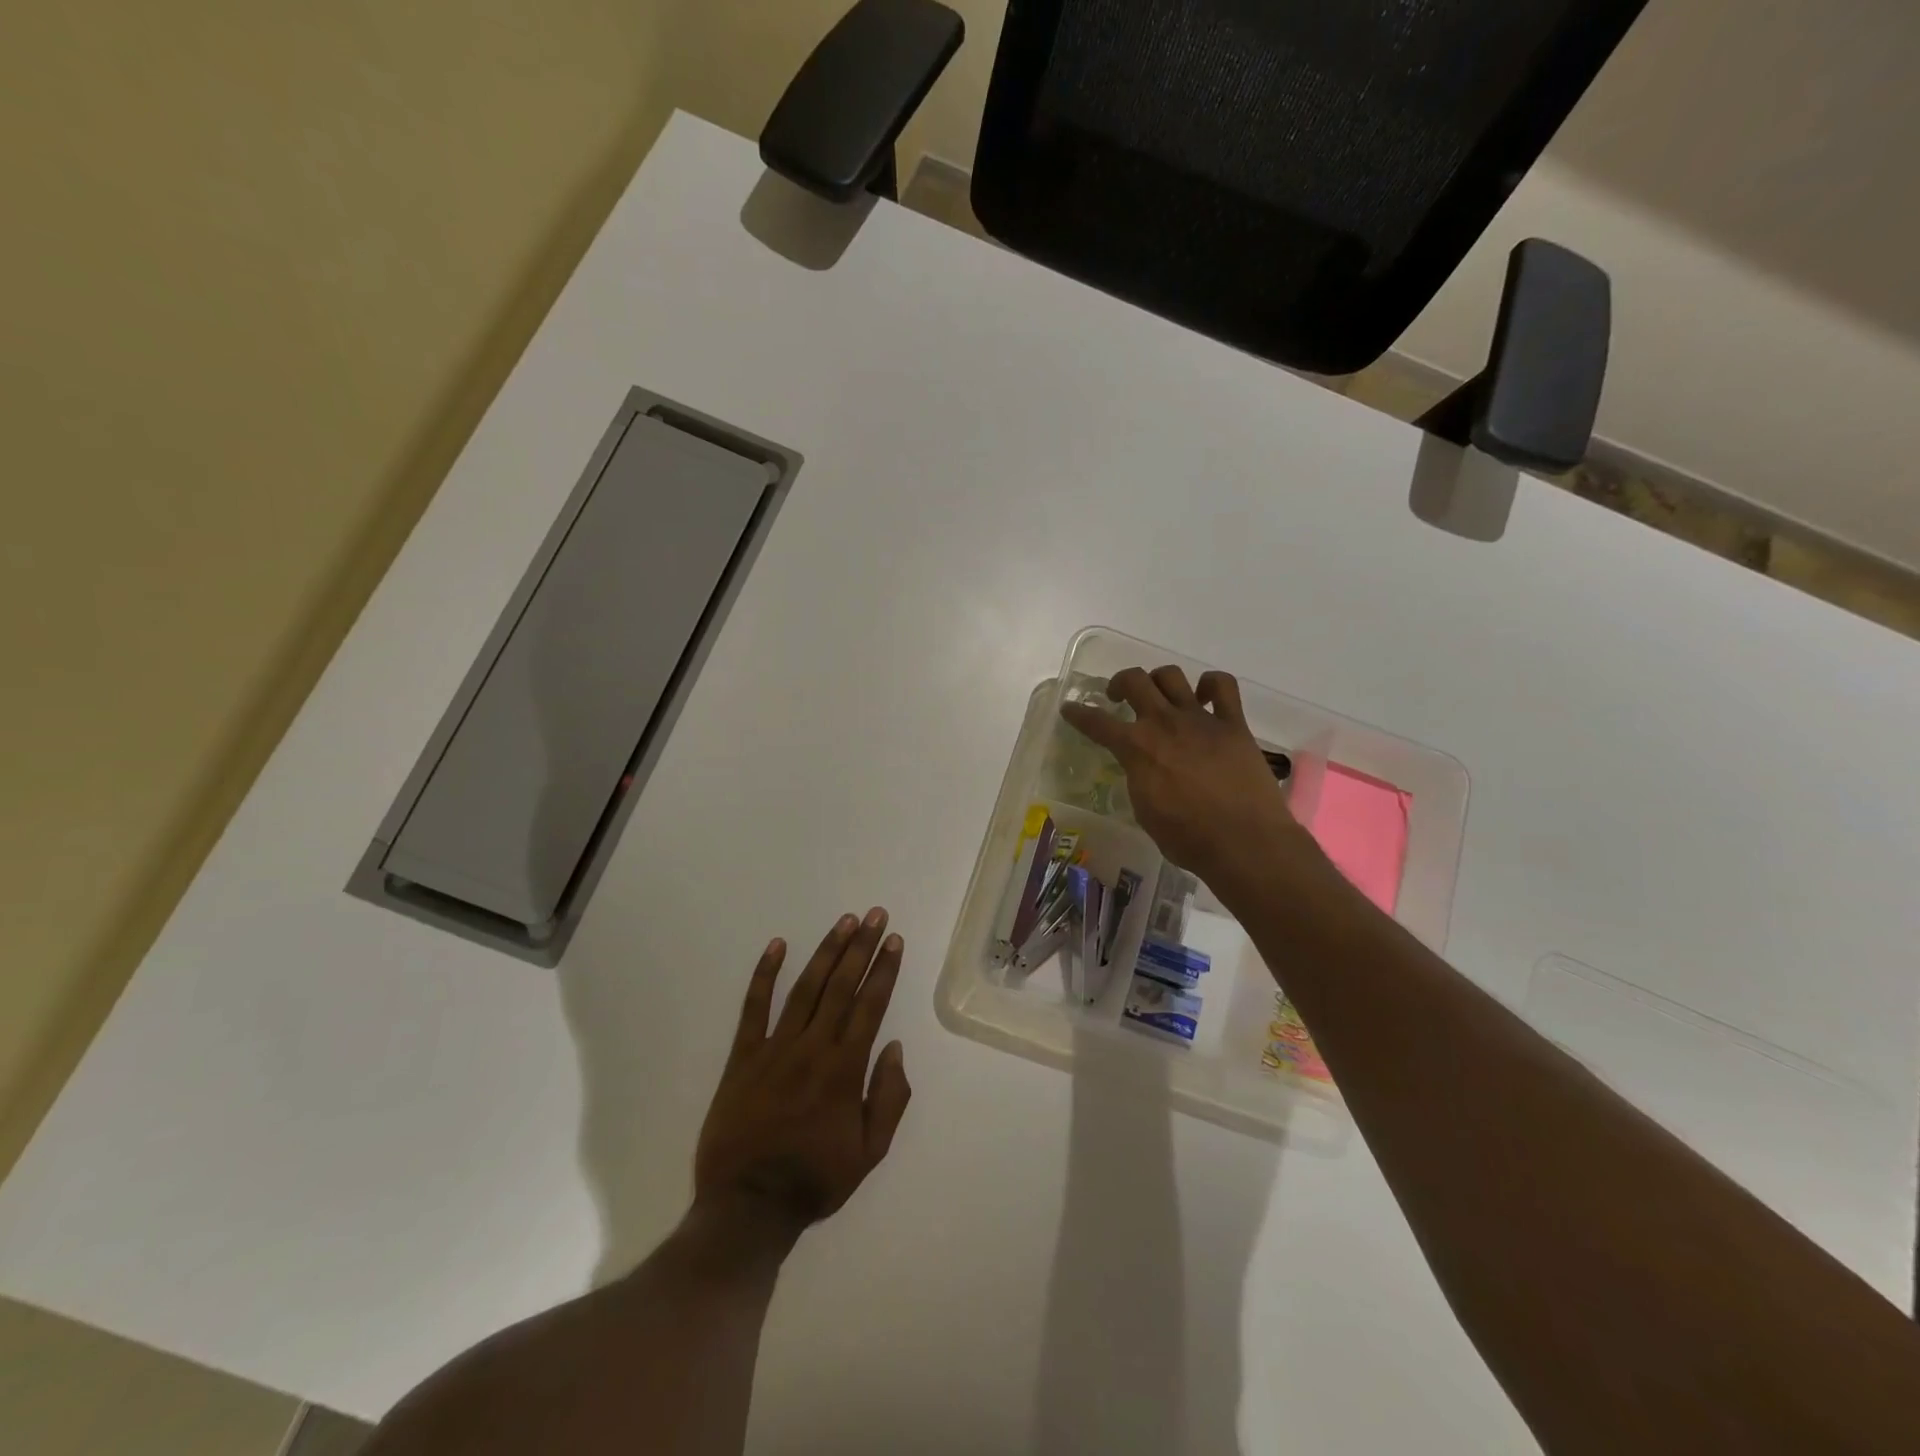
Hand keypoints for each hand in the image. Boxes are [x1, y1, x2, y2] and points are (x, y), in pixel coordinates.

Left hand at [693, 909, 912, 1245]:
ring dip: (827, 951)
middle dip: (862, 947)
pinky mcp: (743, 1056)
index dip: (885, 970)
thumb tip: (894, 1048)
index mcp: (845, 1069)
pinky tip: (777, 945)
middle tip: (876, 915)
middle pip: (842, 986)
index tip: (895, 941)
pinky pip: (754, 1008)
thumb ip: (888, 1098)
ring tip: (845, 921)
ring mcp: (775, 1048)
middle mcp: (813, 1048)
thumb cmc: (815, 1180)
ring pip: (805, 988)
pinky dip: (765, 974)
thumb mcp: (869, 1152)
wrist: (748, 1207)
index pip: (870, 1006)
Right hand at [1061, 666, 1323, 897]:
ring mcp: (1200, 719)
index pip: (1097, 722)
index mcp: (1137, 748)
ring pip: (1172, 676)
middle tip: (1118, 696)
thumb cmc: (1187, 838)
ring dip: (1160, 681)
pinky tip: (1205, 697)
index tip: (1070, 708)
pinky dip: (1210, 685)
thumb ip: (1138, 778)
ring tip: (1160, 695)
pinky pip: (1223, 686)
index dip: (1078, 713)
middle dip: (1120, 683)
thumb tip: (1142, 767)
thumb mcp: (1145, 811)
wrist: (1243, 841)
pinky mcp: (1233, 723)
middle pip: (1134, 681)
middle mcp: (1164, 723)